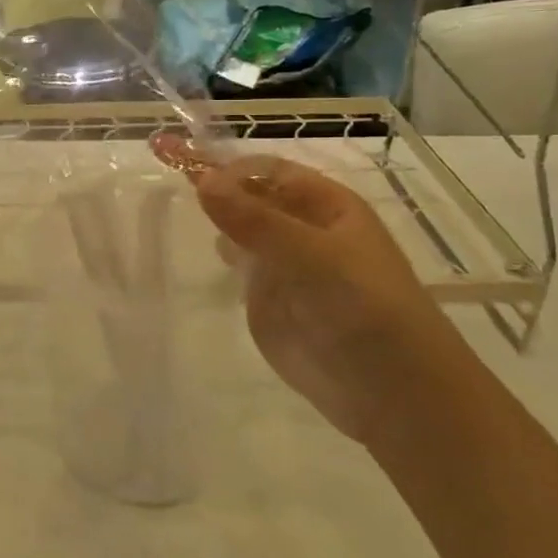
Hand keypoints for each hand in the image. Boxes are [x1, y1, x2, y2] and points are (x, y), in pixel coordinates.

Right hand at [188, 154, 474, 447]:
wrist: (390, 391)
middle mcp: (302, 228)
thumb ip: (254, 220)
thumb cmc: (364, 308)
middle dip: (214, 185)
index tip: (185, 168)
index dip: (229, 166)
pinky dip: (221, 253)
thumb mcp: (311, 256)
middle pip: (251, 195)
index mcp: (326, 206)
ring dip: (214, 215)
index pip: (268, 171)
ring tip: (172, 206)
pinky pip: (240, 265)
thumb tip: (201, 180)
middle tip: (166, 170)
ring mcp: (284, 264)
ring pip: (242, 228)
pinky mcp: (268, 299)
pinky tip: (202, 250)